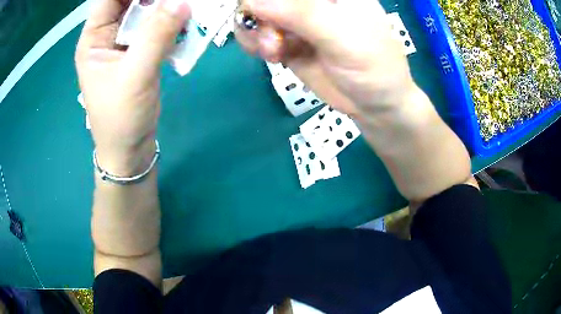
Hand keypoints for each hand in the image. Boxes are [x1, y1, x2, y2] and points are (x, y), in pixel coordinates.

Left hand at [75, 0, 190, 175]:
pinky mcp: (140, 50)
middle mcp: (107, 34)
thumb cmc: (121, 119)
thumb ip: (156, 35)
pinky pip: (156, 26)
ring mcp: (124, 42)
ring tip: (186, 6)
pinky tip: (186, 22)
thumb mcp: (135, 75)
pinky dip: (171, 21)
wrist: (130, 149)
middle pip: (129, 0)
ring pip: (145, 10)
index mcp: (94, 37)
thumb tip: (182, 2)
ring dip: (165, 5)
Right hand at [235, 0, 415, 116]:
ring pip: (255, 13)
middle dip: (259, 15)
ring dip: (254, 31)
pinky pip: (256, 34)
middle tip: (273, 38)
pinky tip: (270, 55)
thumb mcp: (342, 35)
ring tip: (273, 51)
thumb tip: (251, 2)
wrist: (374, 104)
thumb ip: (301, 14)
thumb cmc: (372, 66)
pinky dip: (253, 43)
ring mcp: (296, 19)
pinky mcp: (287, 40)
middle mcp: (311, 1)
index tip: (266, 14)